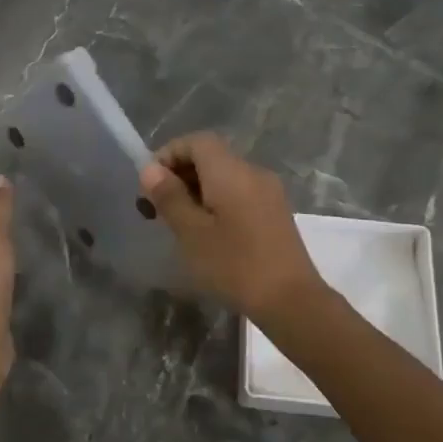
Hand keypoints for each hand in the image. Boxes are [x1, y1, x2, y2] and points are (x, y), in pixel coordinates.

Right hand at [140, 133, 329, 325]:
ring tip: (180, 221)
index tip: (150, 183)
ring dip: (198, 189)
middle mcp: (252, 172)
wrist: (292, 301)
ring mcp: (269, 191)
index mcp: (231, 171)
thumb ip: (170, 197)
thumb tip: (151, 169)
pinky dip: (218, 200)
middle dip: (181, 173)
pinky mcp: (275, 212)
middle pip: (212, 156)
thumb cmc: (235, 265)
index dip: (170, 154)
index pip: (197, 141)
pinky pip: (240, 192)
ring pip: (226, 176)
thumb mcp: (192, 233)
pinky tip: (208, 232)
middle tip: (159, 206)